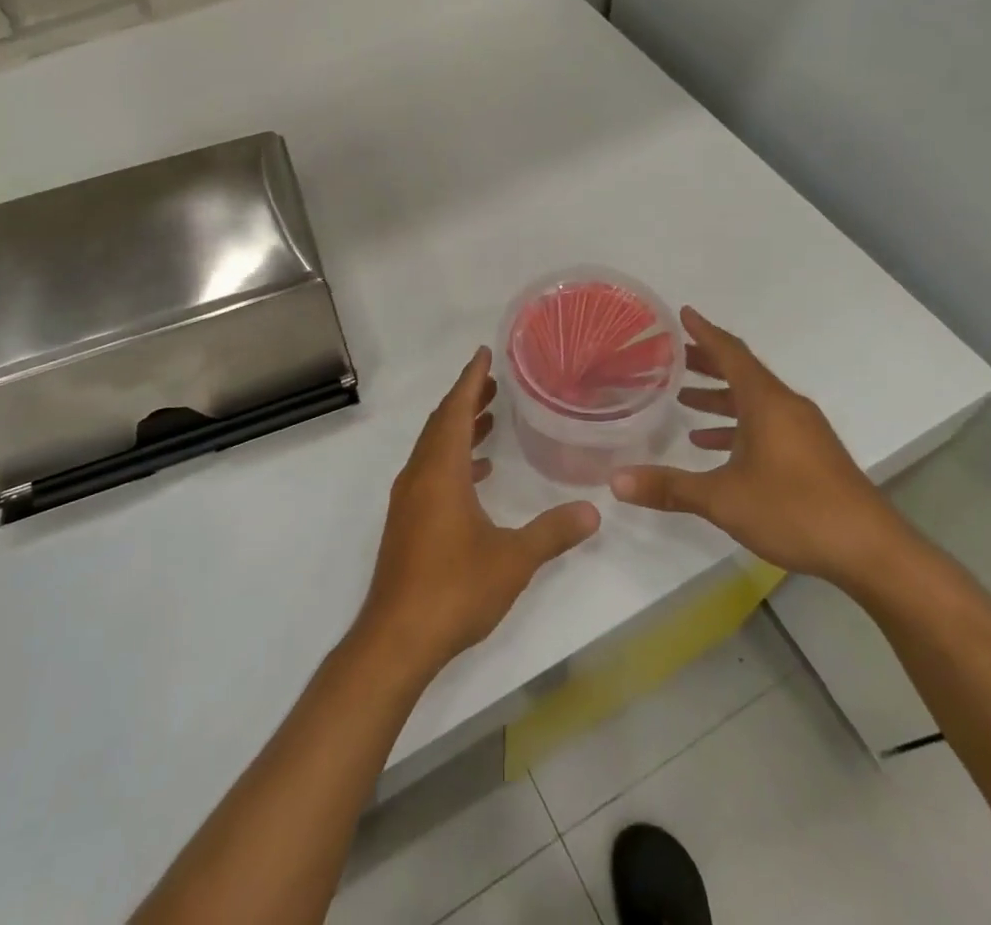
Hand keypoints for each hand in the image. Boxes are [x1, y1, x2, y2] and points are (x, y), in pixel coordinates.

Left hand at [357, 348, 601, 674]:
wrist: (397, 638)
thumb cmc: (454, 588)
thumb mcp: (513, 559)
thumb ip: (553, 532)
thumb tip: (593, 511)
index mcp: (440, 471)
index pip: (454, 409)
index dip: (471, 379)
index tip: (484, 353)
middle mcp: (419, 476)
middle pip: (441, 423)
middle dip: (467, 399)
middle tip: (495, 382)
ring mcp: (409, 500)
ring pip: (434, 448)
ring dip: (460, 429)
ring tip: (491, 419)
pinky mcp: (407, 522)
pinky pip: (431, 472)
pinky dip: (454, 460)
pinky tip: (479, 474)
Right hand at [610, 308, 909, 586]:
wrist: (871, 551)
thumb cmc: (795, 510)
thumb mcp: (723, 499)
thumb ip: (669, 487)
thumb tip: (615, 482)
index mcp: (767, 402)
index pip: (730, 353)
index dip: (704, 331)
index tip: (682, 313)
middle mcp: (785, 406)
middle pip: (740, 372)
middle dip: (704, 362)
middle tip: (668, 357)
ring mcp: (801, 430)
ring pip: (752, 399)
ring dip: (718, 396)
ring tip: (682, 398)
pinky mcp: (810, 453)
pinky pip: (765, 423)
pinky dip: (736, 425)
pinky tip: (710, 443)